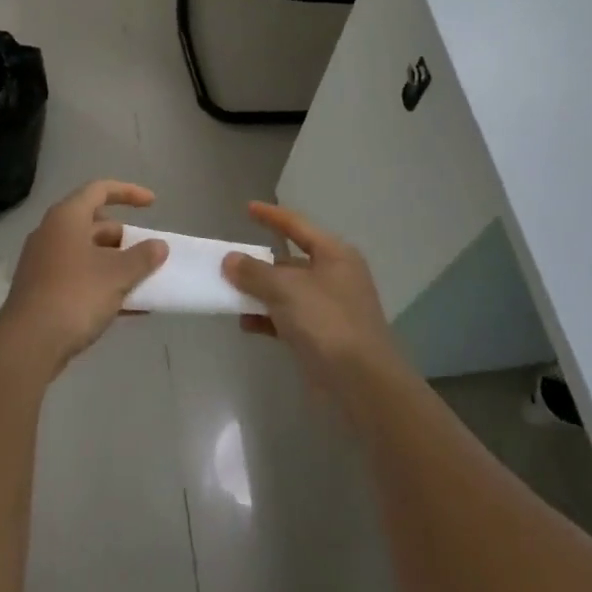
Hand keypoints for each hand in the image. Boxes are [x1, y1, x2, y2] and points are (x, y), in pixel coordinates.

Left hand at [0, 180, 167, 376]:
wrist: (28, 345)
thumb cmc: (75, 296)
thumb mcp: (117, 275)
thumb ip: (143, 257)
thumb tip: (159, 246)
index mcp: (67, 218)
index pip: (100, 190)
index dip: (128, 192)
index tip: (153, 204)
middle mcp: (52, 233)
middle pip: (94, 224)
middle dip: (125, 238)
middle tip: (147, 254)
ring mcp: (44, 263)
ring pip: (87, 254)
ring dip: (116, 265)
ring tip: (143, 282)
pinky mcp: (42, 290)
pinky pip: (79, 278)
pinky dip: (103, 285)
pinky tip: (129, 309)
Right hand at [223, 203, 403, 396]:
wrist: (362, 383)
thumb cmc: (327, 322)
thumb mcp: (286, 289)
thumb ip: (254, 272)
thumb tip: (231, 260)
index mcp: (334, 254)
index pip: (297, 226)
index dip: (271, 216)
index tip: (248, 208)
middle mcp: (335, 276)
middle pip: (291, 261)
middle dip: (260, 263)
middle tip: (230, 261)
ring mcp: (330, 308)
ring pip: (288, 292)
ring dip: (260, 293)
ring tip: (230, 295)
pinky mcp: (324, 337)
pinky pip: (289, 318)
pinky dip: (268, 318)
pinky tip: (246, 324)